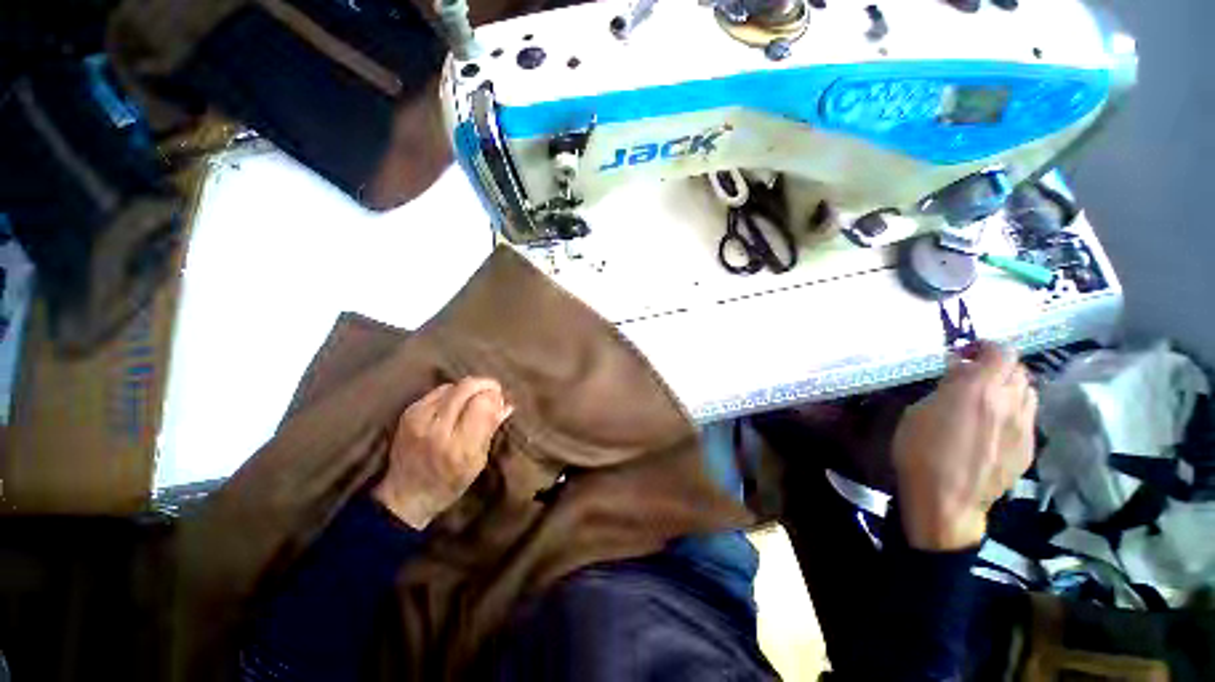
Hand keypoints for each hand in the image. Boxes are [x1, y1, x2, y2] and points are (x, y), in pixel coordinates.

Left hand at [372, 378, 512, 529]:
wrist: (405, 495)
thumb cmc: (449, 483)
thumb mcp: (478, 462)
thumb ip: (490, 430)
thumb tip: (506, 404)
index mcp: (459, 447)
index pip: (482, 404)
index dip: (495, 397)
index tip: (501, 402)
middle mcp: (437, 429)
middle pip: (467, 387)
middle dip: (485, 385)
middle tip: (494, 392)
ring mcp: (419, 418)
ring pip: (453, 386)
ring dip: (469, 388)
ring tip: (475, 399)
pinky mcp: (408, 413)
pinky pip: (438, 390)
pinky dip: (453, 392)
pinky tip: (456, 403)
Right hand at [892, 343, 1036, 550]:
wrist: (946, 500)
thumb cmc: (920, 451)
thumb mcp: (918, 412)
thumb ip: (945, 389)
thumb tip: (959, 374)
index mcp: (978, 389)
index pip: (1000, 351)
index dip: (985, 347)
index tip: (965, 354)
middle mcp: (1009, 401)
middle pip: (1018, 369)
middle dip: (996, 366)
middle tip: (972, 376)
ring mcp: (1024, 426)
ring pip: (1028, 391)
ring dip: (1008, 387)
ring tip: (986, 399)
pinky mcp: (1029, 447)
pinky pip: (1027, 416)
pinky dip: (1013, 410)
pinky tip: (993, 425)